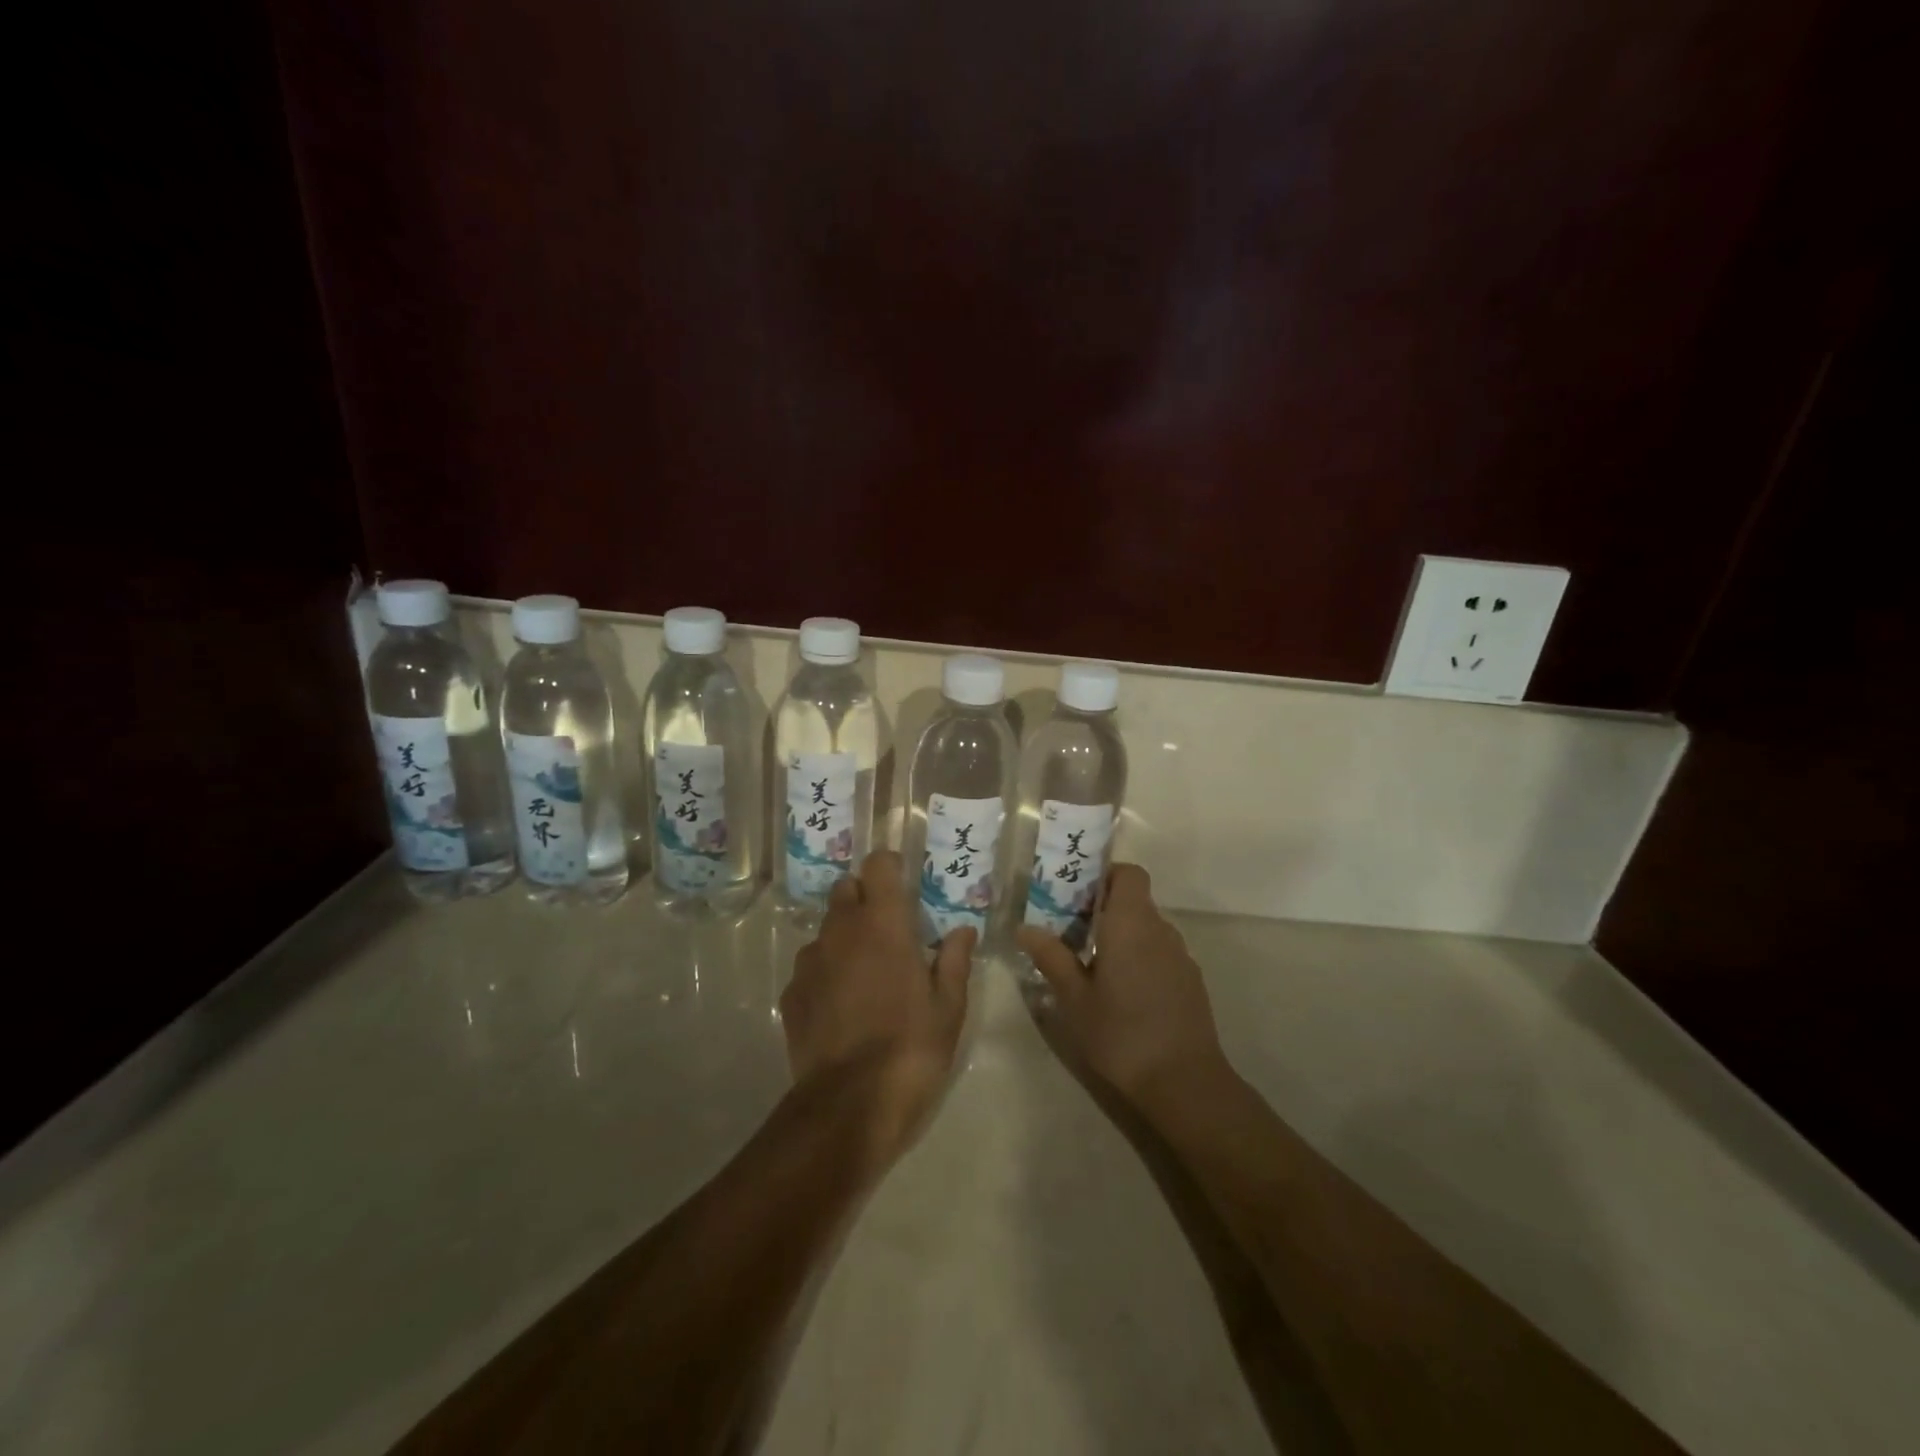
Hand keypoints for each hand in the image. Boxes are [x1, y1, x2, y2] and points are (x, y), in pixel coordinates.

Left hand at [781, 850, 973, 1166]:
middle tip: (888, 930)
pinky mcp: (791, 994)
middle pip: (846, 889)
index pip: (878, 865)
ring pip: (826, 929)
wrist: (848, 1106)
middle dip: (865, 898)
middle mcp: (841, 931)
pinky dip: (825, 973)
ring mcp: (810, 961)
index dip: (890, 868)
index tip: (903, 885)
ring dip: (844, 937)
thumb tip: (962, 932)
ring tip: (865, 974)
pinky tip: (841, 1006)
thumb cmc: (911, 1048)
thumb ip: (955, 961)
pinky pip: (810, 967)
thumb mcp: (948, 1008)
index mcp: (884, 924)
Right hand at [1017, 863, 1226, 1103]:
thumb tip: (1025, 928)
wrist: (1184, 1084)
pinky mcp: (1191, 982)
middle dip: (1105, 910)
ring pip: (1148, 929)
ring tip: (1093, 967)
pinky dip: (1141, 960)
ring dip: (1123, 937)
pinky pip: (1161, 954)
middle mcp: (1160, 930)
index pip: (1129, 873)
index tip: (1078, 897)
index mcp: (1131, 923)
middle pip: (1135, 901)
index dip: (1106, 876)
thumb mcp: (1074, 998)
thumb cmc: (1121, 1034)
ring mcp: (1180, 956)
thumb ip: (1051, 958)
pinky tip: (1124, 995)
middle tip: (1071, 934)